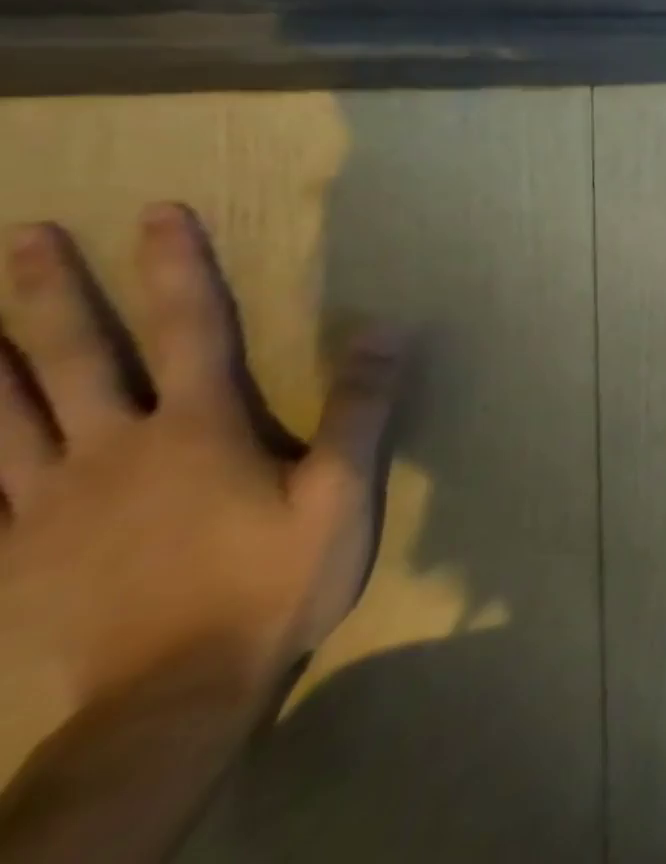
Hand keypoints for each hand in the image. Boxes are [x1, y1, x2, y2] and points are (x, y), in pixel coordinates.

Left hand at [0, 205, 398, 731]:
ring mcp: (47, 505)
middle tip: (26, 234)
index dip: (174, 267)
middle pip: (71, 358)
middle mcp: (113, 450)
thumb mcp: (342, 492)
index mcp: (197, 430)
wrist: (177, 695)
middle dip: (49, 292)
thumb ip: (360, 407)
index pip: (189, 327)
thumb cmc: (275, 580)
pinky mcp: (10, 556)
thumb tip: (386, 327)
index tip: (156, 213)